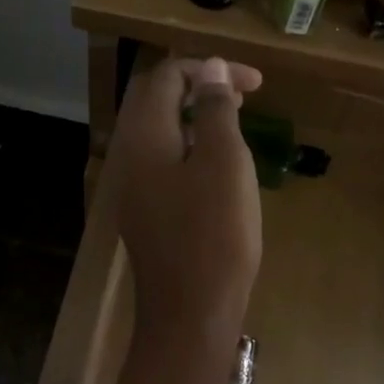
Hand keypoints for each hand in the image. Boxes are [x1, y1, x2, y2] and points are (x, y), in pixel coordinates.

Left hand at [108, 57, 263, 348]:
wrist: (191, 315)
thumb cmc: (215, 235)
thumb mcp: (225, 163)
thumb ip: (214, 110)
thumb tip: (210, 68)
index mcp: (144, 138)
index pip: (165, 78)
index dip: (209, 69)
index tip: (254, 84)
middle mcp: (129, 157)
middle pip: (156, 102)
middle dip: (199, 88)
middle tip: (244, 97)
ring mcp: (133, 189)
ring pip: (159, 133)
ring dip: (195, 118)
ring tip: (235, 126)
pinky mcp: (145, 214)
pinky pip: (162, 163)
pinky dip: (189, 149)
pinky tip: (218, 169)